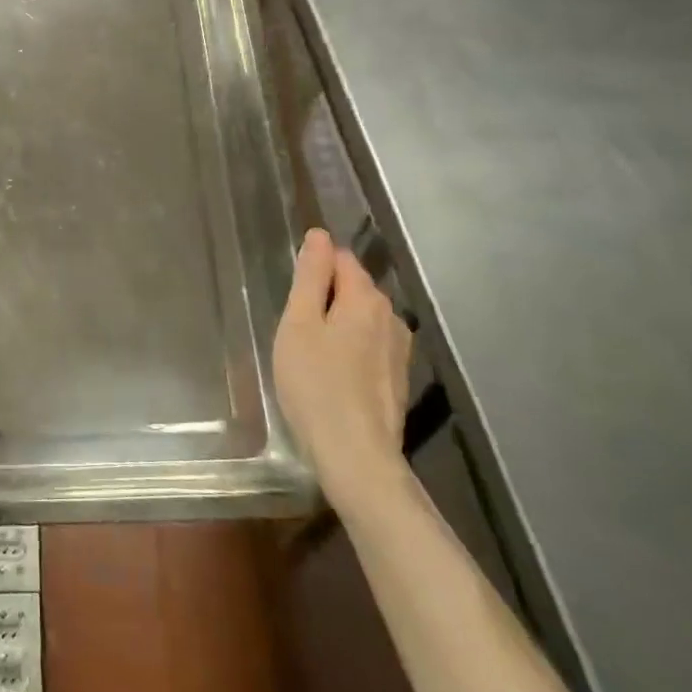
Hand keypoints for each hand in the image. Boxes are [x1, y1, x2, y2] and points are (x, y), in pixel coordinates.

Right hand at [273, 228, 413, 517]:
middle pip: (354, 287)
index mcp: (365, 297)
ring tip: (310, 353)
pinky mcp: (398, 378)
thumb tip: (319, 235)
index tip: (292, 296)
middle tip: (294, 328)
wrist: (356, 455)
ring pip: (362, 318)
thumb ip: (310, 276)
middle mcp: (390, 316)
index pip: (340, 258)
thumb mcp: (299, 323)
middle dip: (325, 296)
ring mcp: (399, 349)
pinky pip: (369, 345)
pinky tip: (332, 375)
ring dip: (338, 324)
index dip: (313, 268)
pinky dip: (350, 348)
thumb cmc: (315, 384)